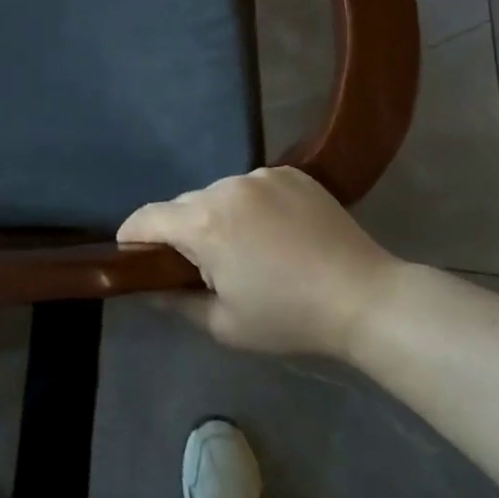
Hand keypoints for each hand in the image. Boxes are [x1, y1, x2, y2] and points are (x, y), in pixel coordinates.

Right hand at [117, 167, 404, 359]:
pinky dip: (251, 205)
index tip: (132, 253)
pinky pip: (252, 186)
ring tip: (246, 248)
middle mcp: (225, 187)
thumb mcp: (224, 325)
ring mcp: (260, 175)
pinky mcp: (289, 172)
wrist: (366, 298)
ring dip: (218, 215)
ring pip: (218, 193)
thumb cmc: (290, 317)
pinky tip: (276, 232)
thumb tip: (146, 287)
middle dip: (182, 231)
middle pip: (184, 204)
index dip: (133, 235)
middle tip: (202, 264)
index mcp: (204, 224)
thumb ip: (175, 302)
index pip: (147, 217)